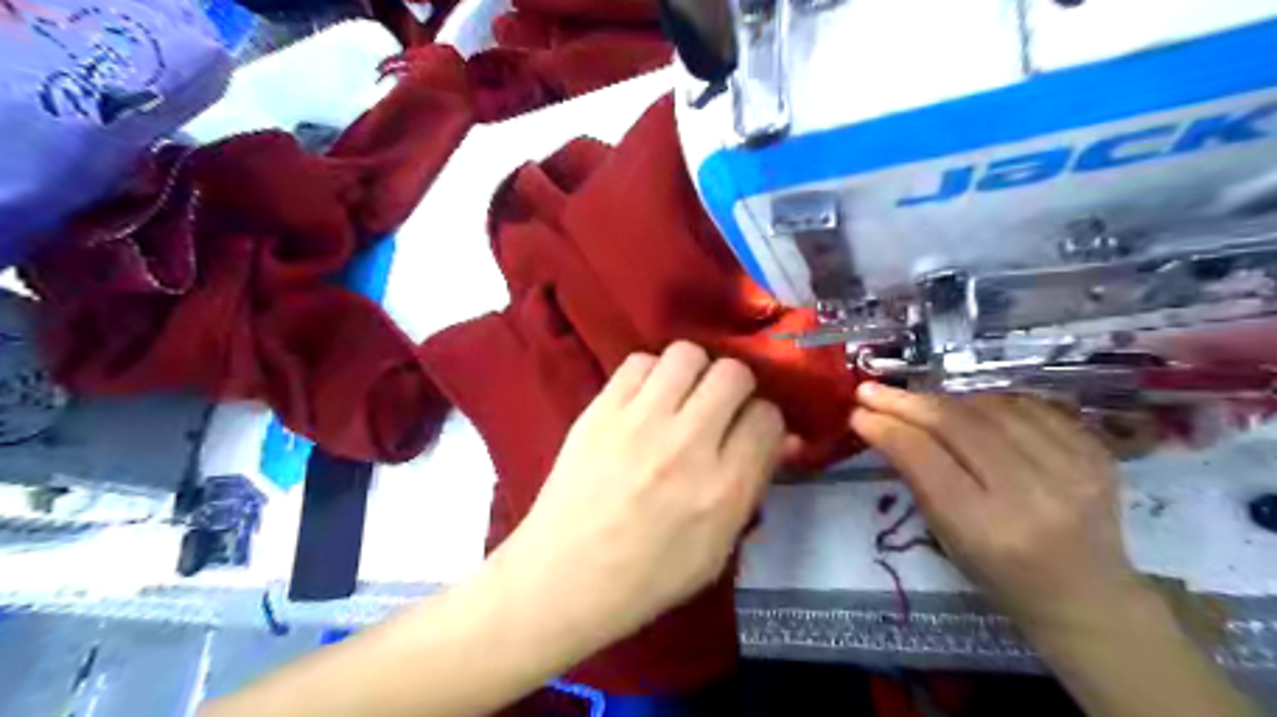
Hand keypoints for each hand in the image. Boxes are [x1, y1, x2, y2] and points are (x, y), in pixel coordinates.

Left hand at [497, 340, 789, 648]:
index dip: (763, 421)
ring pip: (688, 355)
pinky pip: (639, 362)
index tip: (749, 431)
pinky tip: (644, 399)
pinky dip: (650, 374)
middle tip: (718, 408)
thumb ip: (753, 487)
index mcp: (723, 488)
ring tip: (682, 396)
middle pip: (733, 375)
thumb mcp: (718, 549)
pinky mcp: (600, 411)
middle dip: (736, 388)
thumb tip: (783, 440)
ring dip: (694, 372)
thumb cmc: (648, 577)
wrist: (565, 577)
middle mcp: (687, 445)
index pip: (767, 418)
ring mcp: (640, 422)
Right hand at [851, 386, 1142, 632]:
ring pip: (990, 407)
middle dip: (907, 402)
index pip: (926, 457)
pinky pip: (1028, 406)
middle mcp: (1034, 494)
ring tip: (921, 405)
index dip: (888, 427)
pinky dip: (988, 402)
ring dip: (945, 400)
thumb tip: (879, 423)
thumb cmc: (1000, 576)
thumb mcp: (946, 536)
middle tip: (873, 391)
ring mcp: (1073, 468)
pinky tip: (970, 410)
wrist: (1087, 595)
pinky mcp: (1096, 451)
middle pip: (958, 424)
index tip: (859, 411)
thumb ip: (917, 476)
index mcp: (987, 528)